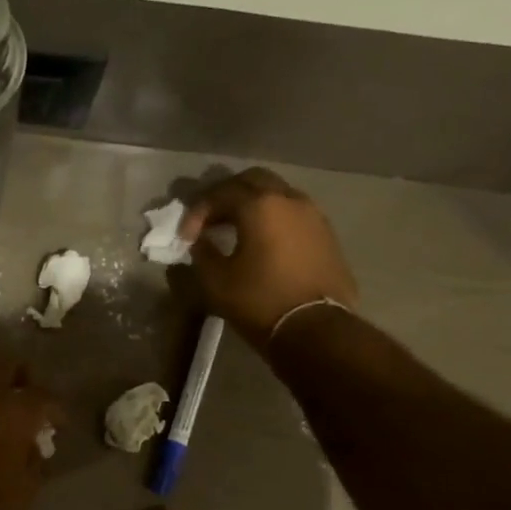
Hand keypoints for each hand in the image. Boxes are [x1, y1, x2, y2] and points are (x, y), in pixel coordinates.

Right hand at [180, 168, 357, 348]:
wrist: (315, 329)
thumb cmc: (259, 301)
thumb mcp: (216, 281)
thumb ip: (202, 253)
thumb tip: (199, 242)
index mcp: (260, 206)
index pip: (220, 192)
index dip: (197, 212)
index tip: (185, 238)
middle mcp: (289, 199)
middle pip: (252, 180)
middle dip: (226, 196)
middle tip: (209, 221)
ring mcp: (313, 215)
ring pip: (276, 194)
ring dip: (252, 205)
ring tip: (234, 231)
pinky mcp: (325, 234)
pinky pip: (293, 213)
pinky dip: (272, 219)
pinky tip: (262, 243)